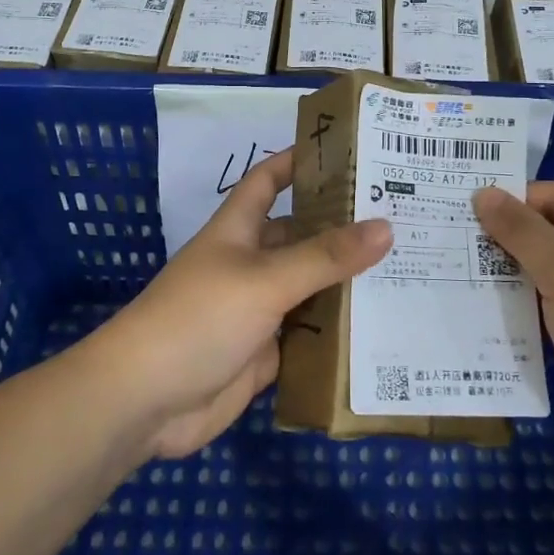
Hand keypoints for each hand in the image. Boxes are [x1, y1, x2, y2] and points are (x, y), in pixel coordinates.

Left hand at [90, 149, 391, 459]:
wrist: (145, 401)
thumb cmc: (199, 318)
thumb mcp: (265, 279)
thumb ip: (325, 257)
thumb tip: (386, 226)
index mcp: (239, 229)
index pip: (269, 181)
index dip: (298, 162)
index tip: (347, 153)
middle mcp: (250, 263)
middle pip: (301, 236)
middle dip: (343, 228)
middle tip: (404, 218)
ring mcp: (257, 310)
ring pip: (309, 287)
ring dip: (347, 282)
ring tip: (408, 268)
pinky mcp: (265, 353)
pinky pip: (309, 335)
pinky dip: (338, 332)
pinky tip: (383, 327)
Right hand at [473, 183, 553, 478]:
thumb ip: (521, 230)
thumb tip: (483, 192)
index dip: (510, 201)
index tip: (458, 211)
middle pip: (551, 234)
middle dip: (504, 240)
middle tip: (448, 241)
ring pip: (548, 275)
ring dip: (508, 277)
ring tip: (453, 273)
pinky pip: (551, 311)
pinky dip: (521, 310)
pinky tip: (479, 312)